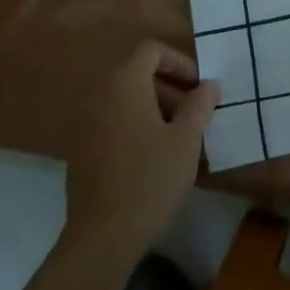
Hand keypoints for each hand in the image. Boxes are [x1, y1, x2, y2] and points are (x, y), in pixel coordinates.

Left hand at [63, 41, 218, 258]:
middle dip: (170, 89)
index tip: (198, 87)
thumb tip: (209, 85)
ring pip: (126, 100)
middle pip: (138, 74)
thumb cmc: (149, 179)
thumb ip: (200, 105)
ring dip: (154, 109)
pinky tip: (152, 158)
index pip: (152, 50)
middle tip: (194, 114)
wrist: (101, 238)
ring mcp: (86, 122)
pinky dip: (134, 127)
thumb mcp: (186, 140)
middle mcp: (101, 93)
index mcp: (125, 82)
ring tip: (178, 138)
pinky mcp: (80, 150)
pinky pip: (113, 122)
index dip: (179, 62)